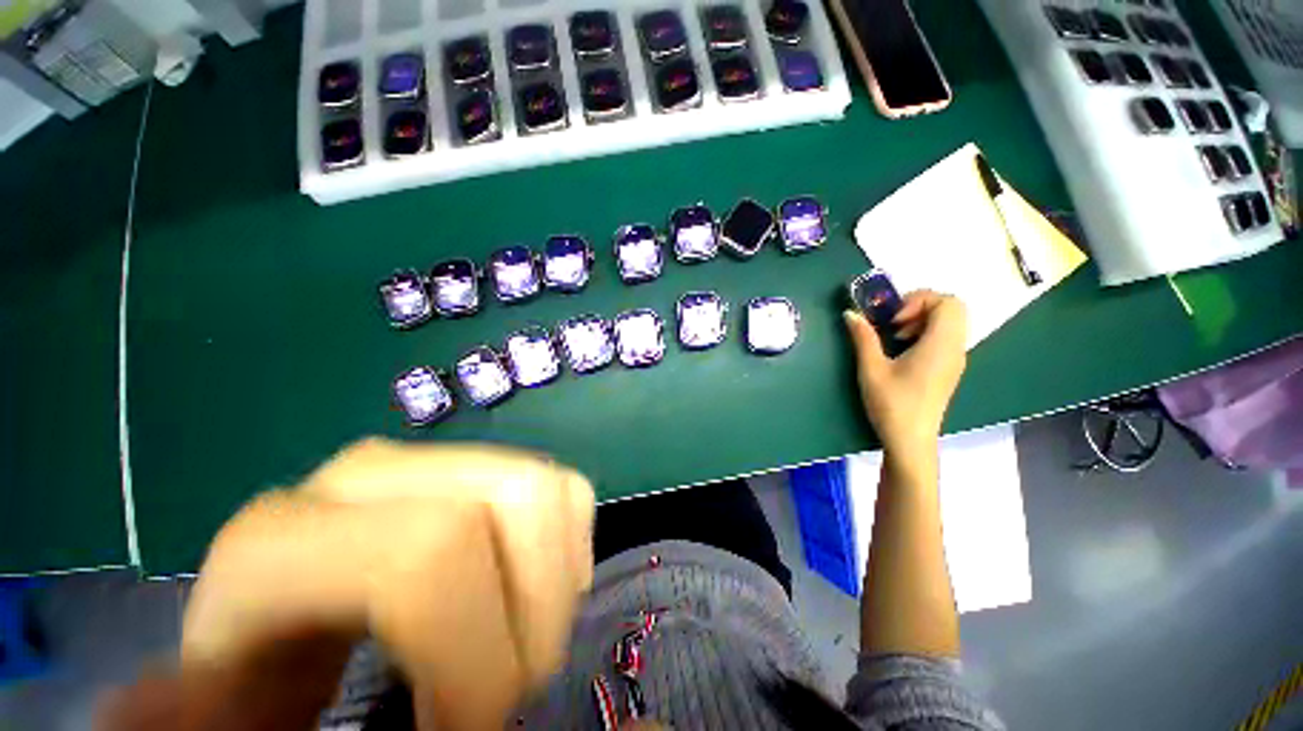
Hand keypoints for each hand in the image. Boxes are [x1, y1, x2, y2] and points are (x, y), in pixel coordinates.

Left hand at [101, 439, 594, 730]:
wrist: (260, 625)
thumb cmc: (254, 684)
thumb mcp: (260, 730)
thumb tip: (472, 730)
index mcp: (284, 542)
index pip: (428, 556)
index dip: (477, 652)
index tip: (476, 727)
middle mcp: (366, 477)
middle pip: (513, 500)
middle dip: (538, 606)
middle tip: (513, 685)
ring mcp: (431, 463)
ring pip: (545, 486)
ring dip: (559, 579)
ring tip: (524, 643)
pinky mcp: (473, 467)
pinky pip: (558, 484)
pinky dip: (571, 542)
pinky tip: (537, 593)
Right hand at [843, 291, 967, 459]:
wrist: (910, 441)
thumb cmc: (892, 404)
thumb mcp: (871, 368)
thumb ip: (863, 337)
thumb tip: (851, 313)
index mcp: (941, 345)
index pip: (948, 302)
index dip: (919, 300)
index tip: (893, 318)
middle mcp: (955, 348)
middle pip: (952, 309)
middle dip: (920, 307)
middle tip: (894, 322)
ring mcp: (954, 360)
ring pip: (949, 324)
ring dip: (922, 321)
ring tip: (894, 337)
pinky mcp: (948, 370)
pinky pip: (945, 339)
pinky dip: (925, 334)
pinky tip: (902, 352)